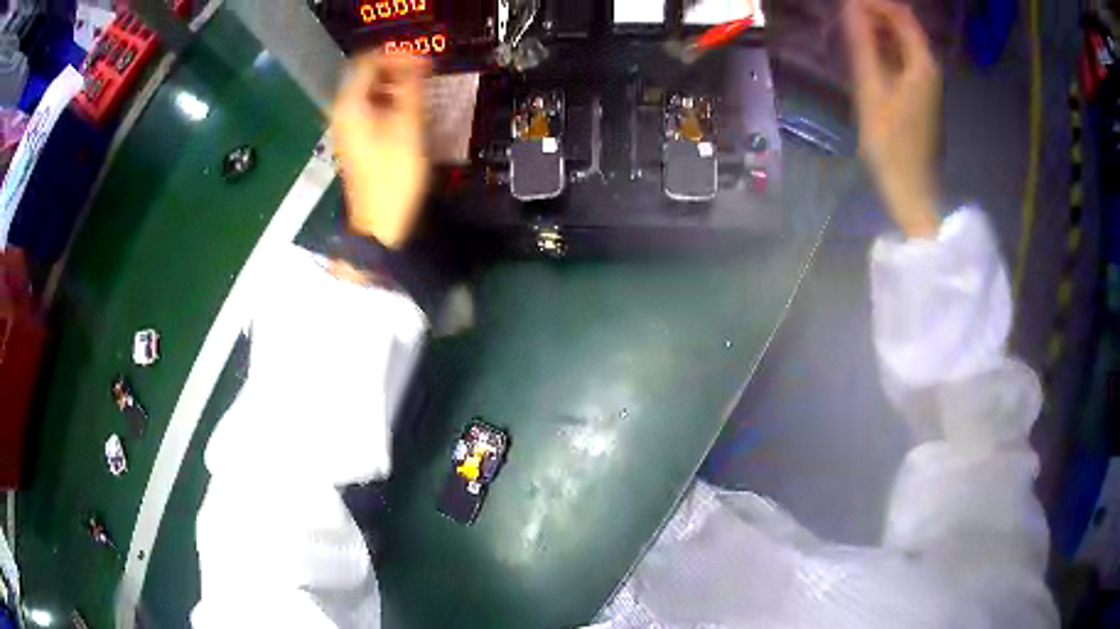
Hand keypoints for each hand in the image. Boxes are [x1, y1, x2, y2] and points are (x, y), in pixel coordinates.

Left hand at [333, 52, 430, 248]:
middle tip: (425, 73)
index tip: (423, 60)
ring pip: (369, 91)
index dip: (396, 54)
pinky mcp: (354, 139)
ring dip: (394, 84)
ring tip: (421, 89)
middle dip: (396, 68)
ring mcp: (346, 127)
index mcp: (350, 105)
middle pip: (366, 74)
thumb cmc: (395, 174)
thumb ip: (412, 86)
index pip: (368, 60)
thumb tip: (416, 59)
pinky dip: (388, 101)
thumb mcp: (409, 125)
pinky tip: (407, 109)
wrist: (381, 221)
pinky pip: (369, 108)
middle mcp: (341, 111)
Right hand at [844, 0, 941, 238]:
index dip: (871, 3)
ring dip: (875, 30)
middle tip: (842, 18)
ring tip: (847, 32)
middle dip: (872, 13)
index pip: (899, 12)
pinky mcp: (920, 93)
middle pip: (902, 23)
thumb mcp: (872, 91)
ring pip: (901, 39)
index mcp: (923, 63)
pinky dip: (882, 48)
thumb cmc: (892, 146)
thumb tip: (852, 6)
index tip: (844, 5)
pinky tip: (864, 54)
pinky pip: (901, 57)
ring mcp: (926, 80)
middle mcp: (929, 66)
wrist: (913, 190)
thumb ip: (863, 45)